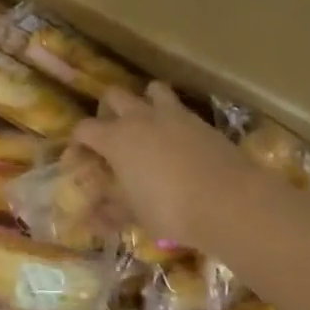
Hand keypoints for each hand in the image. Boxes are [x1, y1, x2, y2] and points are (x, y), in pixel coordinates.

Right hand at [74, 81, 288, 250]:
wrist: (230, 201)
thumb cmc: (172, 210)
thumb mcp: (137, 216)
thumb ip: (110, 213)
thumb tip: (89, 221)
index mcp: (116, 139)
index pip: (84, 128)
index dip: (79, 141)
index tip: (81, 156)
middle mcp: (139, 118)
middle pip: (114, 95)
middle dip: (108, 109)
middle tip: (112, 132)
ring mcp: (172, 115)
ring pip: (151, 89)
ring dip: (145, 100)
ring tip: (147, 122)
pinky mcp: (200, 120)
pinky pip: (180, 107)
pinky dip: (174, 116)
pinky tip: (178, 138)